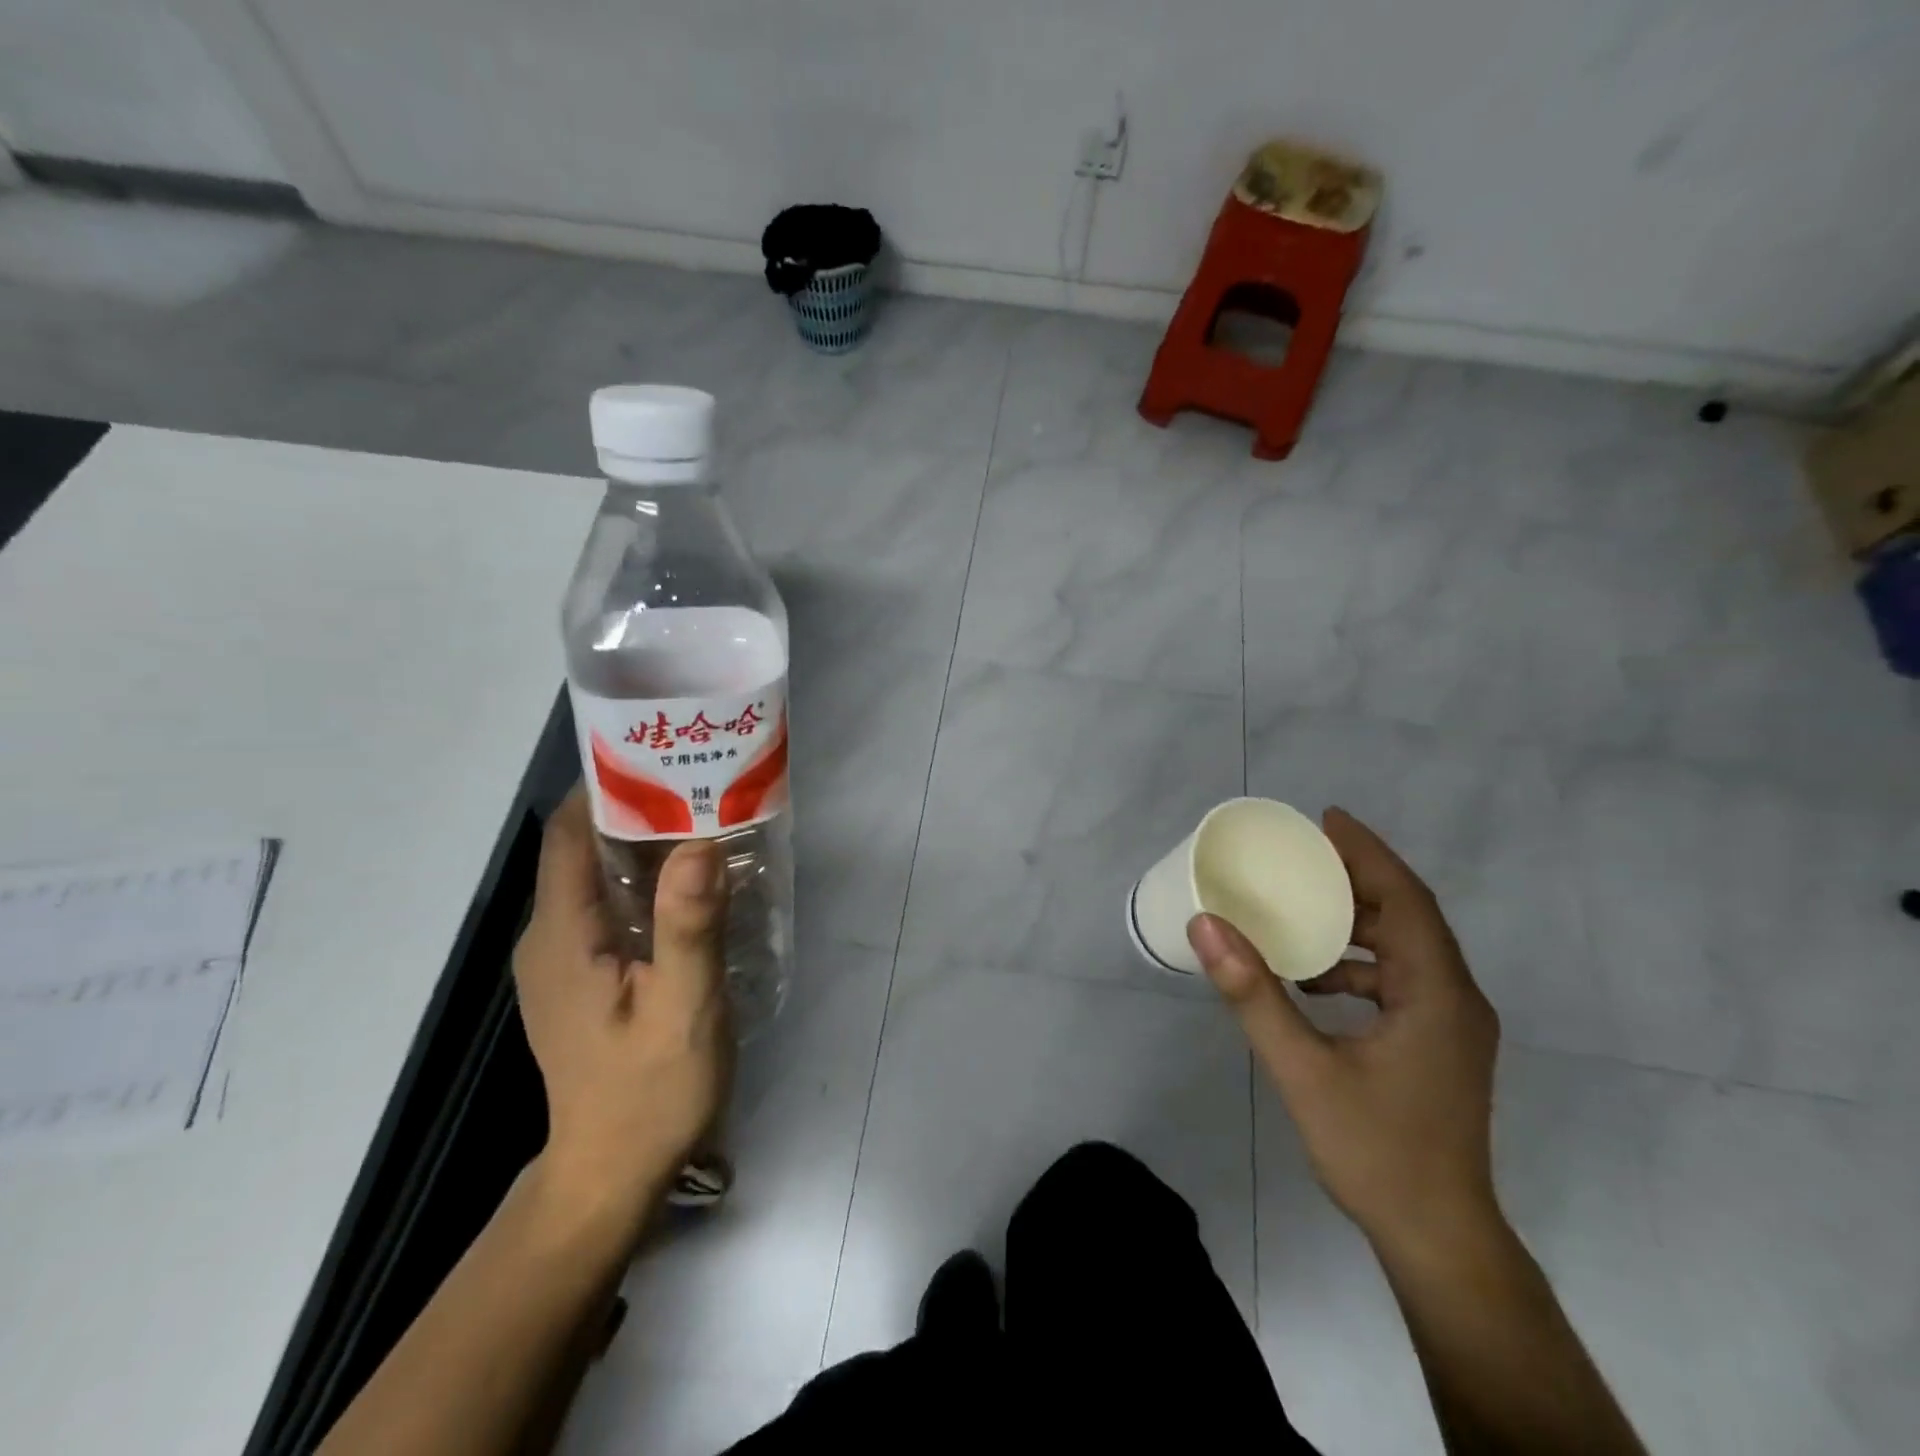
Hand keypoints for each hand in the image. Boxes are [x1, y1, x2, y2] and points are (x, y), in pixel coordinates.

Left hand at [512, 789, 732, 1231]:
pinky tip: (692, 883)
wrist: (613, 1174)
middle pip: (584, 845)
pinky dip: (645, 879)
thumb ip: (689, 927)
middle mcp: (549, 935)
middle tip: (704, 782)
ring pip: (597, 874)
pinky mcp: (582, 974)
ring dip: (645, 842)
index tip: (667, 756)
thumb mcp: (682, 1009)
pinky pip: (608, 903)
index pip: (570, 832)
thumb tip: (698, 843)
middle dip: (638, 806)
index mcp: (561, 934)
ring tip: (707, 819)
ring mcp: (563, 957)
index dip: (609, 785)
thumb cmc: (649, 1092)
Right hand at [1189, 807, 1501, 1257]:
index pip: (1407, 900)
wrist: (1439, 1239)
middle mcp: (1456, 999)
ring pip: (1408, 949)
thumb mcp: (1303, 1068)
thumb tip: (1206, 925)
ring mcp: (1452, 1025)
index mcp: (1438, 994)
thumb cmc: (1376, 1150)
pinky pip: (1402, 980)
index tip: (1326, 819)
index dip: (1368, 853)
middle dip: (1358, 879)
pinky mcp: (1439, 1046)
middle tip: (1303, 856)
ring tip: (1302, 907)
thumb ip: (1253, 993)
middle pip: (1410, 917)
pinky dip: (1359, 964)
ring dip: (1358, 922)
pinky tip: (1315, 979)